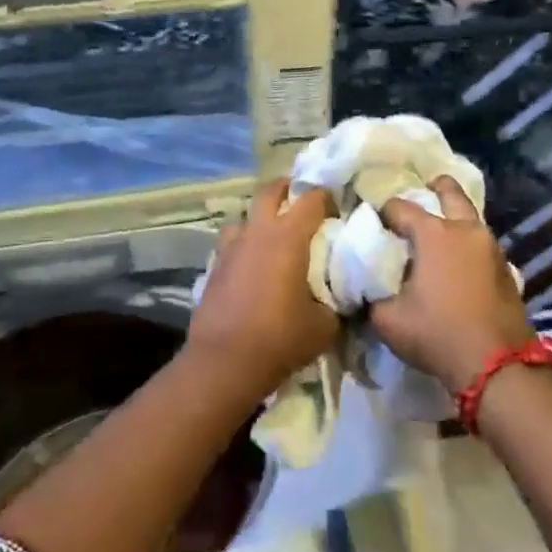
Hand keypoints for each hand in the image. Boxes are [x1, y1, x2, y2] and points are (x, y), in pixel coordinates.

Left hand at [187, 179, 340, 394]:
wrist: (225, 362)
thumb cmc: (280, 338)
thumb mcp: (324, 325)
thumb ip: (334, 302)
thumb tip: (337, 296)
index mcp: (288, 236)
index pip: (311, 198)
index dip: (327, 197)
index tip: (337, 208)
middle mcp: (257, 232)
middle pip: (270, 190)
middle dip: (288, 189)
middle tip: (302, 202)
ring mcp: (231, 247)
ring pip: (244, 216)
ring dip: (260, 219)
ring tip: (273, 237)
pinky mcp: (214, 266)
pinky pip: (231, 243)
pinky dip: (244, 246)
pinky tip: (252, 266)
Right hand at [371, 176, 532, 392]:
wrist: (498, 366)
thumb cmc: (437, 333)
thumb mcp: (387, 320)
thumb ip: (372, 297)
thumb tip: (367, 289)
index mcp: (434, 233)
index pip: (400, 208)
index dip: (382, 212)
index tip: (373, 222)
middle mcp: (465, 230)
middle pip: (450, 193)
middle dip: (436, 187)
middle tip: (425, 188)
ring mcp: (492, 248)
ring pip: (471, 219)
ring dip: (455, 218)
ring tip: (439, 231)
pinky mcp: (507, 270)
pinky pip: (482, 245)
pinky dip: (468, 244)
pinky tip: (459, 261)